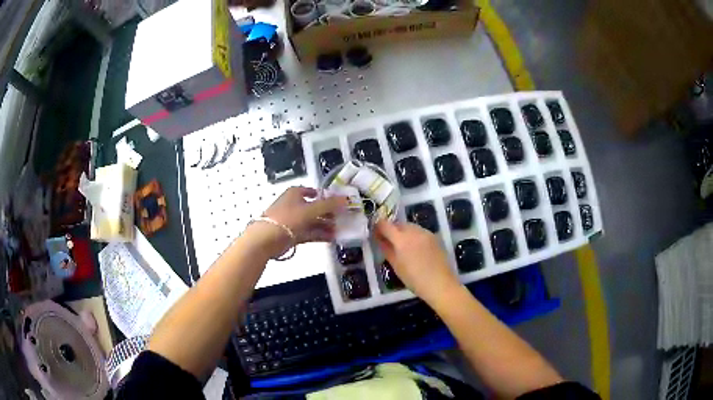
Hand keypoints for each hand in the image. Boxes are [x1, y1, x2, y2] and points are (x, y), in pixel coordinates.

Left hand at [257, 187, 346, 256]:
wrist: (267, 238)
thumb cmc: (288, 218)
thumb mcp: (311, 209)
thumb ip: (329, 204)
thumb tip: (346, 199)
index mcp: (295, 193)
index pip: (313, 191)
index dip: (326, 196)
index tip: (339, 201)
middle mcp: (295, 205)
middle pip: (315, 208)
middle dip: (329, 213)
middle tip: (344, 217)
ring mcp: (294, 221)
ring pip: (313, 221)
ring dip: (326, 225)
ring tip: (341, 229)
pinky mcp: (293, 234)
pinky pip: (310, 232)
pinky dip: (320, 234)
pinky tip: (333, 237)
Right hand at [375, 220, 460, 303]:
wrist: (440, 284)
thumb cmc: (414, 279)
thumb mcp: (396, 266)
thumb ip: (386, 249)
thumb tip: (379, 239)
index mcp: (401, 239)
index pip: (385, 225)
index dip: (378, 227)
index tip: (375, 233)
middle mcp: (414, 231)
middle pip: (398, 224)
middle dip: (391, 229)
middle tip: (388, 241)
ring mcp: (426, 232)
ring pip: (410, 226)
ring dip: (403, 232)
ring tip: (402, 245)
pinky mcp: (435, 237)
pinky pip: (420, 231)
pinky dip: (414, 235)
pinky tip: (415, 248)